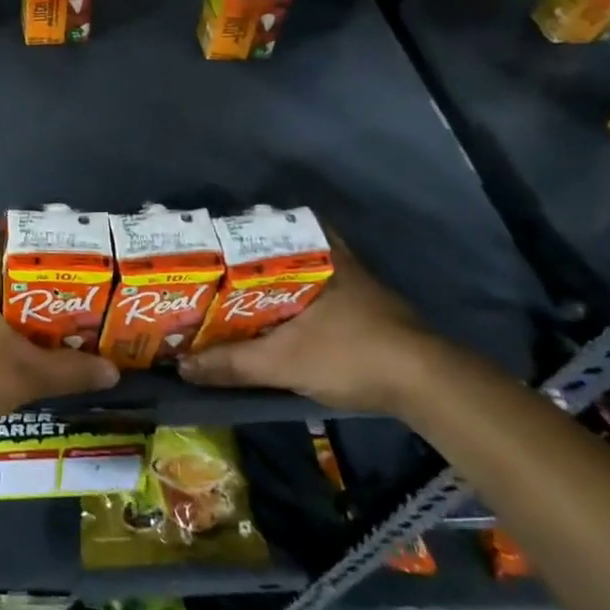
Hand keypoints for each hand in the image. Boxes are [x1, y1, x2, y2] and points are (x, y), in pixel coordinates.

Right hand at [178, 229, 441, 413]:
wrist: (427, 384)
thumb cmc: (349, 354)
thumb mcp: (281, 362)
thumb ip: (231, 363)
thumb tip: (182, 367)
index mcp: (314, 255)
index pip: (271, 226)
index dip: (241, 229)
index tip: (214, 238)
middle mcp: (336, 259)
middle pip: (286, 247)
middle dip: (255, 256)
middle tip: (221, 269)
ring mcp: (358, 282)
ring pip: (306, 270)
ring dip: (279, 279)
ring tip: (243, 294)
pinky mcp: (371, 307)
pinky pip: (323, 290)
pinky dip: (301, 298)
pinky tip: (285, 317)